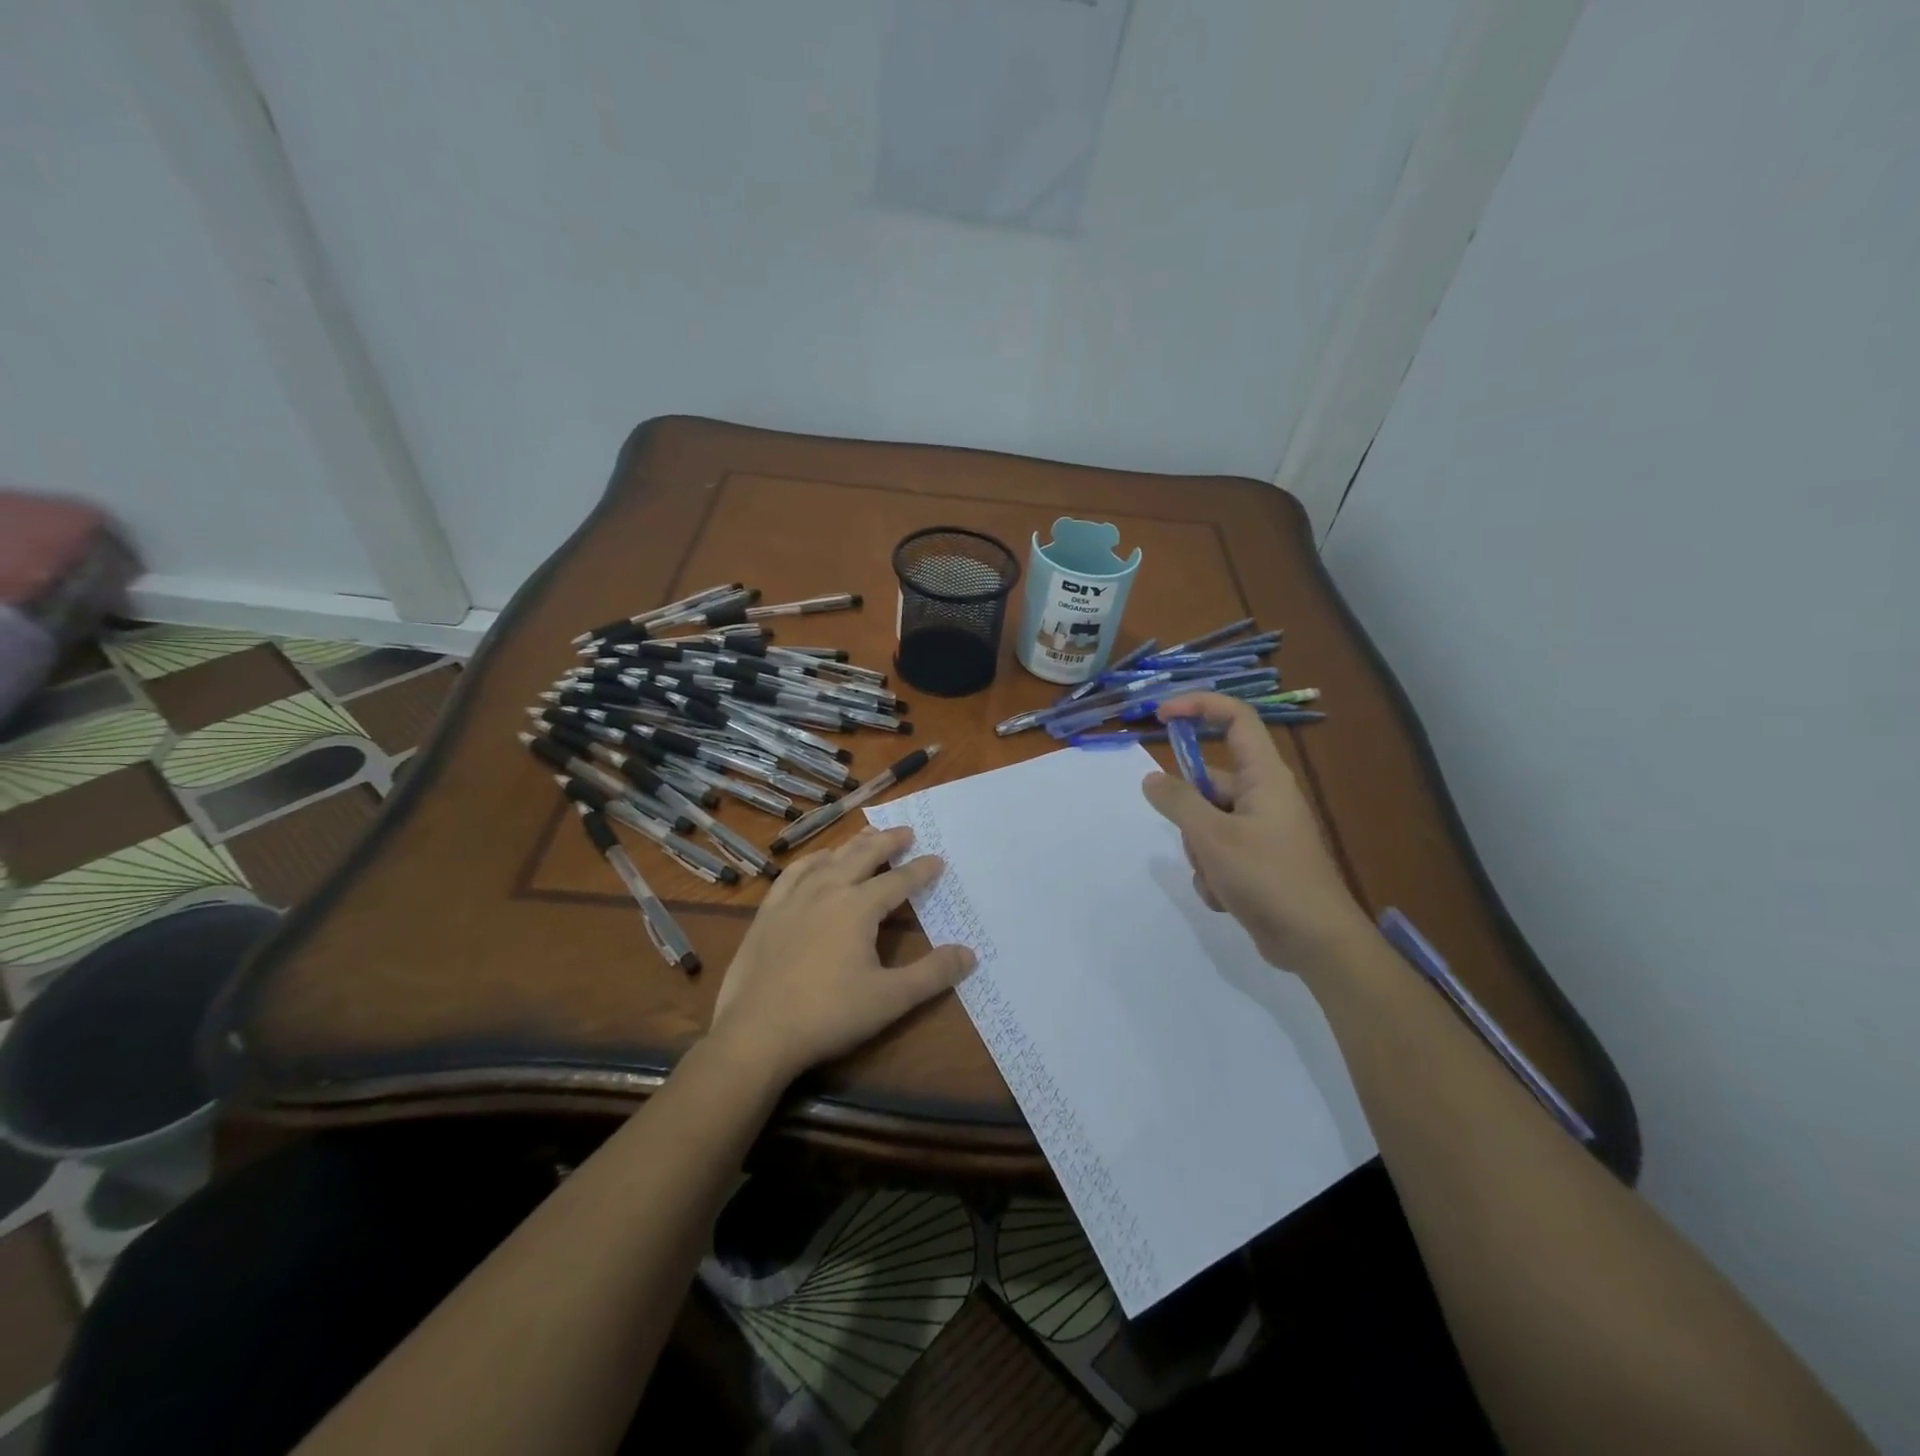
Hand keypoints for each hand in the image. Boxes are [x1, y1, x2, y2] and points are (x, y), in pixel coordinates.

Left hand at [707, 825, 975, 1083]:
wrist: (757, 1033)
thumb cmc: (829, 1015)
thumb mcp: (890, 999)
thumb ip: (933, 974)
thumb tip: (970, 954)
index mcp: (859, 907)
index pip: (899, 881)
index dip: (921, 870)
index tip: (937, 860)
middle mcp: (827, 891)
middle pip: (863, 856)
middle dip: (887, 842)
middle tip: (906, 831)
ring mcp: (793, 899)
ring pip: (828, 859)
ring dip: (852, 845)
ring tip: (867, 837)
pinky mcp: (768, 912)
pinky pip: (793, 873)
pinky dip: (812, 861)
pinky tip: (816, 862)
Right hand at [1141, 692, 1372, 980]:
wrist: (1316, 943)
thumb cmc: (1268, 878)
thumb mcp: (1212, 836)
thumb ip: (1177, 802)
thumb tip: (1151, 779)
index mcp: (1264, 776)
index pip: (1235, 718)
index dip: (1199, 706)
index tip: (1160, 716)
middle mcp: (1264, 796)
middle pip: (1208, 782)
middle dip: (1189, 815)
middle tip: (1198, 844)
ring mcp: (1261, 830)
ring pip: (1206, 823)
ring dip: (1199, 852)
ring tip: (1219, 879)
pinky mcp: (1257, 861)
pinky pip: (1217, 852)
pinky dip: (1212, 873)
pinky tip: (1226, 897)